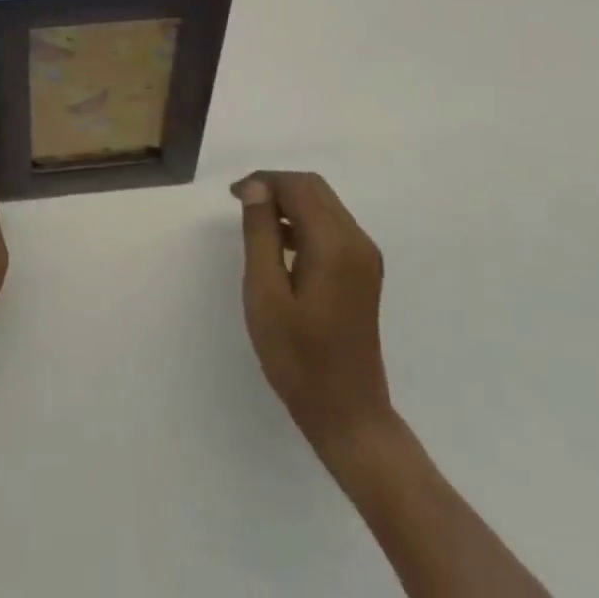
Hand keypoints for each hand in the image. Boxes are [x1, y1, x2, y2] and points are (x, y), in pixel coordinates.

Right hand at [233, 170, 394, 458]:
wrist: (349, 416)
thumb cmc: (299, 359)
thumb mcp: (265, 294)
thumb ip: (260, 234)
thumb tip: (256, 188)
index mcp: (334, 244)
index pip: (298, 187)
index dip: (263, 181)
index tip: (233, 196)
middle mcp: (357, 241)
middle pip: (315, 188)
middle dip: (277, 186)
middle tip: (242, 205)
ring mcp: (365, 257)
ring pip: (324, 204)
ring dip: (290, 202)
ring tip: (256, 223)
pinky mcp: (364, 271)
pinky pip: (332, 226)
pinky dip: (304, 221)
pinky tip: (281, 245)